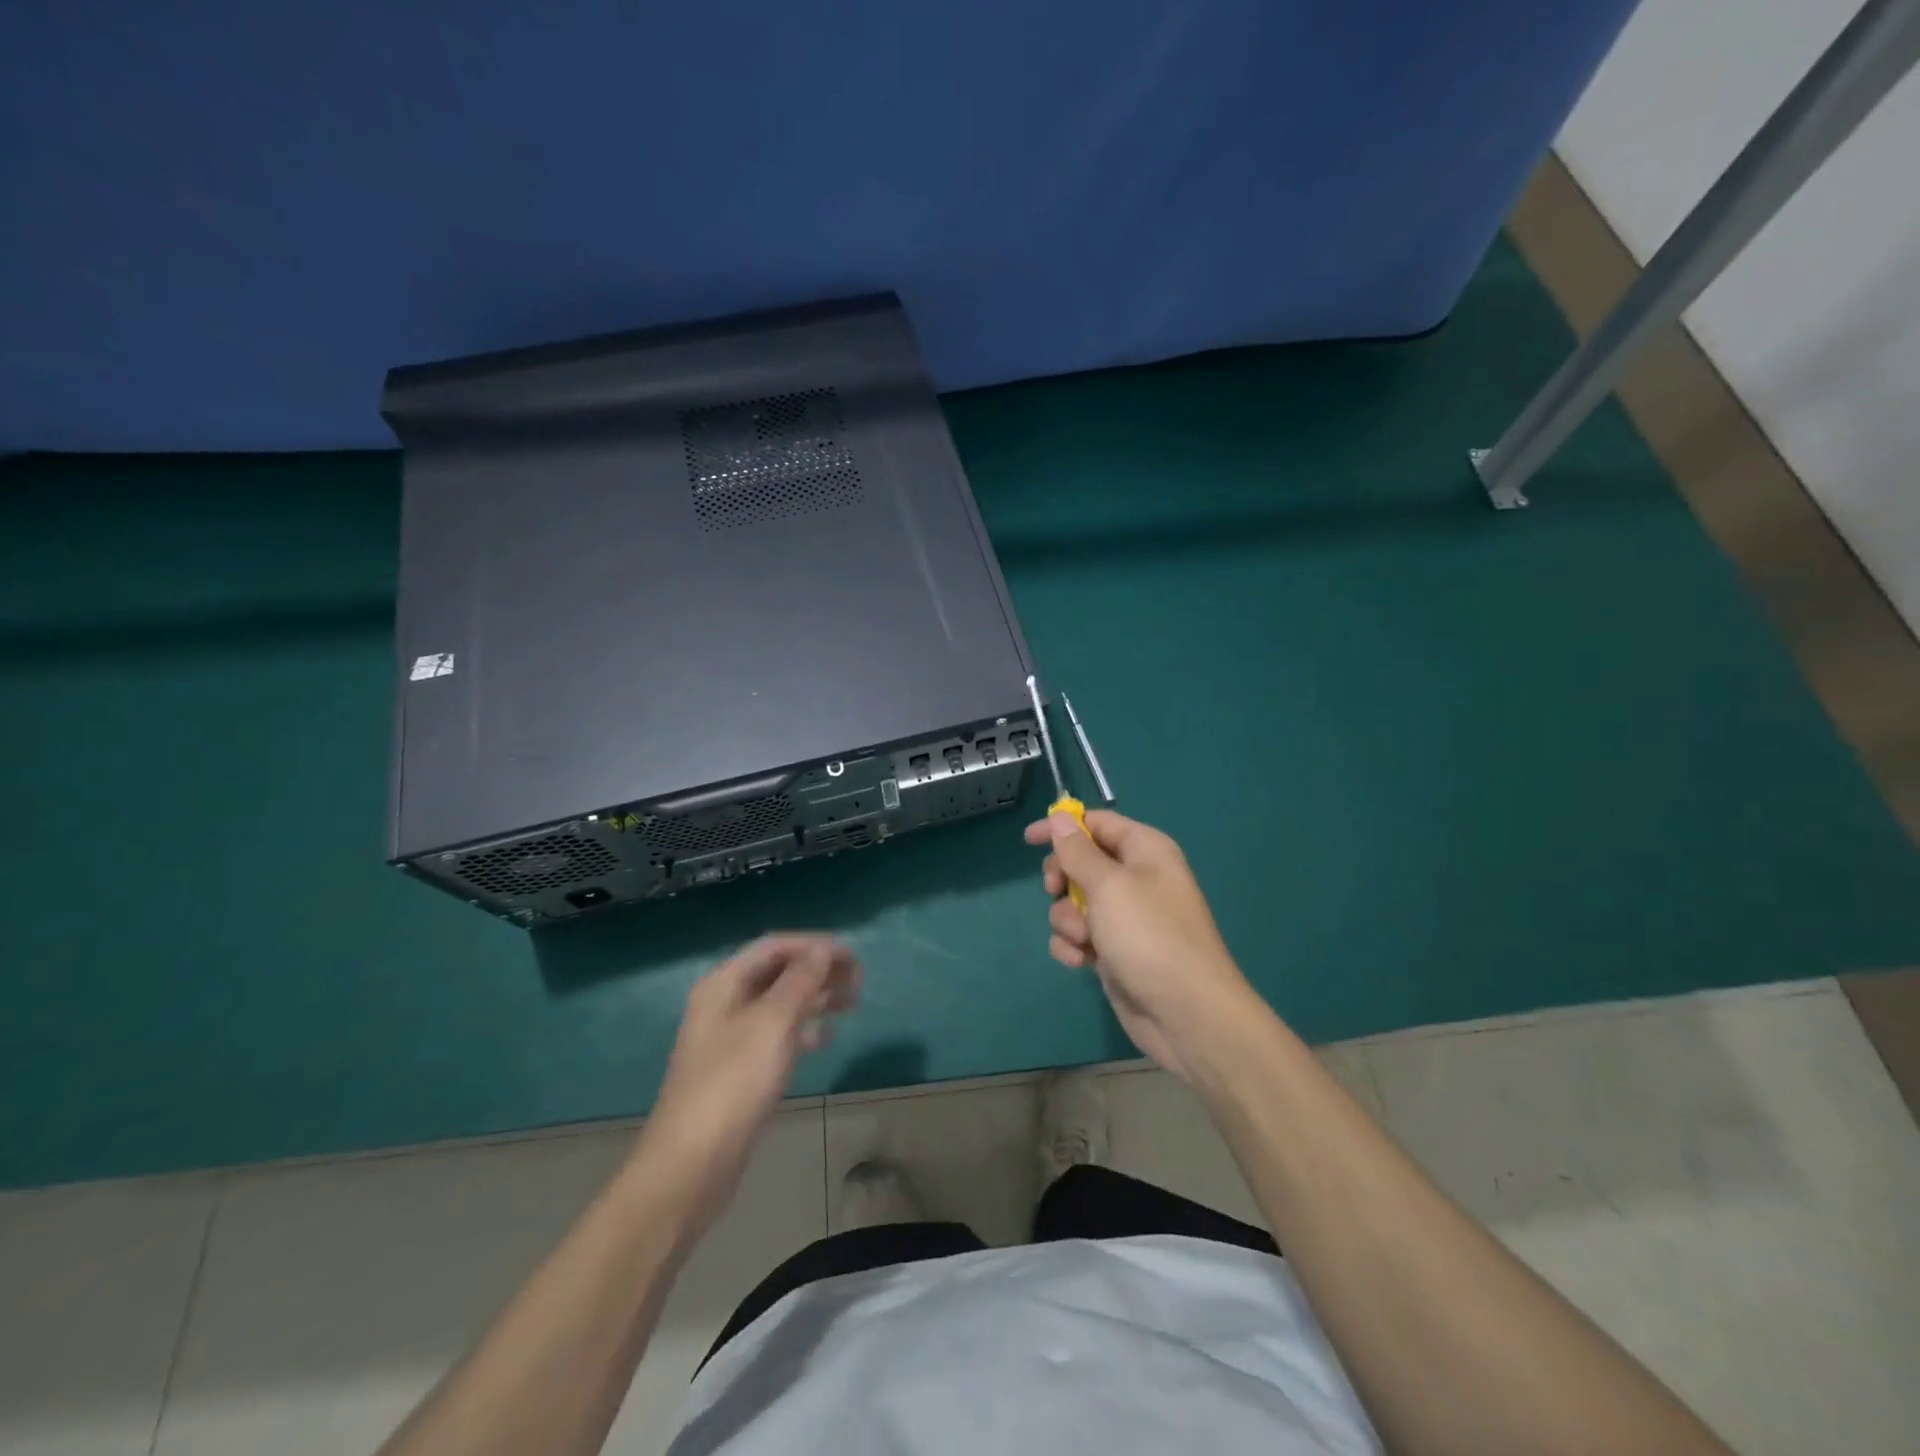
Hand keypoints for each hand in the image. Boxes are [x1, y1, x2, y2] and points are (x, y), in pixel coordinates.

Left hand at [636, 934, 859, 1225]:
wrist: (692, 1165)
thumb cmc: (733, 1084)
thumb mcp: (772, 1024)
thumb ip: (800, 981)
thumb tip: (822, 948)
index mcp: (724, 984)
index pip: (774, 946)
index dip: (814, 945)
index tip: (852, 956)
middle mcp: (725, 1003)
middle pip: (778, 972)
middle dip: (818, 970)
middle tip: (858, 979)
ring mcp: (731, 1038)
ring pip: (781, 1004)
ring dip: (816, 997)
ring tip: (852, 1002)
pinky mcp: (740, 1070)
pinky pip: (777, 1035)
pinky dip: (804, 1029)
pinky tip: (827, 1037)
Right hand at [1025, 810, 1255, 1083]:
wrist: (1185, 1013)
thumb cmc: (1149, 936)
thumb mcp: (1108, 885)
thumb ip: (1078, 851)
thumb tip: (1060, 817)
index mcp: (1144, 850)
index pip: (1096, 823)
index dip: (1062, 827)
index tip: (1028, 840)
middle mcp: (1136, 878)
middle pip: (1080, 863)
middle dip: (1062, 880)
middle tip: (1055, 890)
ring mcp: (1125, 917)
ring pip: (1074, 903)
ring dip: (1067, 920)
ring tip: (1083, 939)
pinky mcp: (1115, 950)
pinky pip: (1079, 935)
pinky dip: (1074, 945)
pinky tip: (1081, 961)